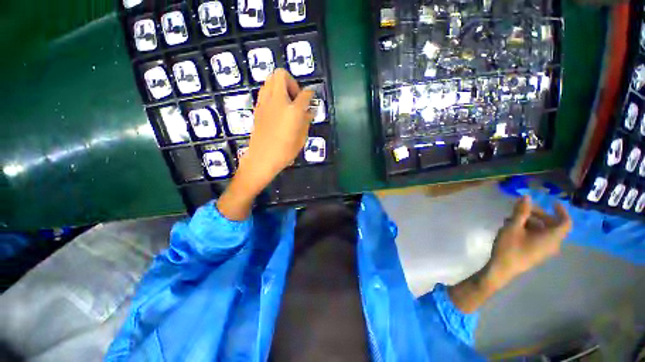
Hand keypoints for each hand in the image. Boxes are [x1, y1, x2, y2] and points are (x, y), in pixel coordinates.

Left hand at [216, 69, 313, 220]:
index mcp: (293, 110)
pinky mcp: (257, 107)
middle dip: (291, 82)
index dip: (310, 94)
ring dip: (280, 85)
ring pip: (270, 79)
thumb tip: (309, 111)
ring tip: (286, 101)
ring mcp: (265, 102)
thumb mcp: (301, 138)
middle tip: (296, 98)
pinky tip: (277, 108)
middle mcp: (278, 101)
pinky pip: (264, 91)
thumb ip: (306, 121)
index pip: (305, 94)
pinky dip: (272, 93)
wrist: (262, 158)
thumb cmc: (285, 151)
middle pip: (281, 75)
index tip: (312, 98)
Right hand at [448, 196, 571, 312]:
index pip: (565, 222)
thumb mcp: (513, 227)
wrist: (502, 269)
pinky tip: (512, 228)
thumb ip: (521, 212)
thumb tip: (527, 197)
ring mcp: (544, 250)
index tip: (551, 201)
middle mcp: (552, 244)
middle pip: (552, 225)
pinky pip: (538, 238)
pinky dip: (529, 230)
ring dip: (530, 222)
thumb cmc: (510, 247)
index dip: (561, 210)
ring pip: (543, 231)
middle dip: (538, 214)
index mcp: (551, 237)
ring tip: (512, 219)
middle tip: (522, 209)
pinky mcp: (536, 253)